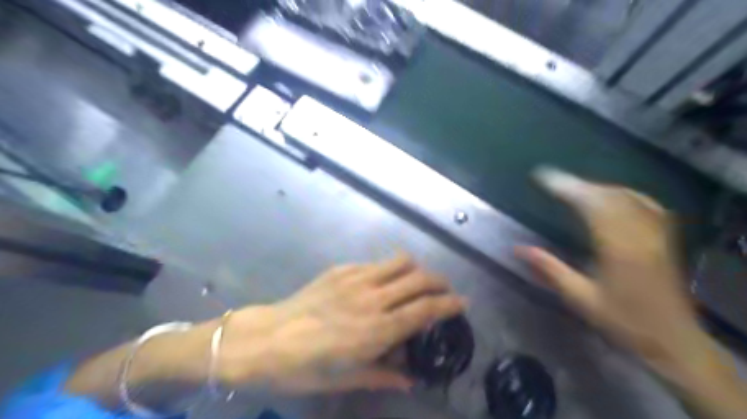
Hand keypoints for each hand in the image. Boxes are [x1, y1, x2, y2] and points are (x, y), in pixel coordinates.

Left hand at [214, 253, 464, 394]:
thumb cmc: (305, 367)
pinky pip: (375, 263)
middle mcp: (373, 299)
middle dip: (439, 282)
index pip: (425, 309)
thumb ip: (383, 375)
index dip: (449, 303)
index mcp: (377, 329)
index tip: (462, 302)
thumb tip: (410, 378)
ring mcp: (356, 279)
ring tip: (416, 280)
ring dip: (415, 269)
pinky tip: (381, 281)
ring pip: (400, 262)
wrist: (265, 339)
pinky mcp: (341, 269)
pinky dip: (388, 269)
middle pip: (419, 279)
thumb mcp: (347, 379)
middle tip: (443, 290)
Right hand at [517, 169, 714, 380]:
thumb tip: (518, 249)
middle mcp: (639, 236)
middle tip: (554, 181)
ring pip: (628, 197)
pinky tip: (616, 194)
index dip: (567, 188)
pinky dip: (626, 194)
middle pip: (609, 196)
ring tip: (576, 186)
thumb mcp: (580, 298)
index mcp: (618, 249)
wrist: (673, 340)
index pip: (591, 206)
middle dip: (579, 184)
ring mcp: (656, 236)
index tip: (544, 178)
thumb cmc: (623, 321)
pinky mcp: (664, 240)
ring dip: (599, 187)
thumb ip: (550, 270)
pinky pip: (647, 205)